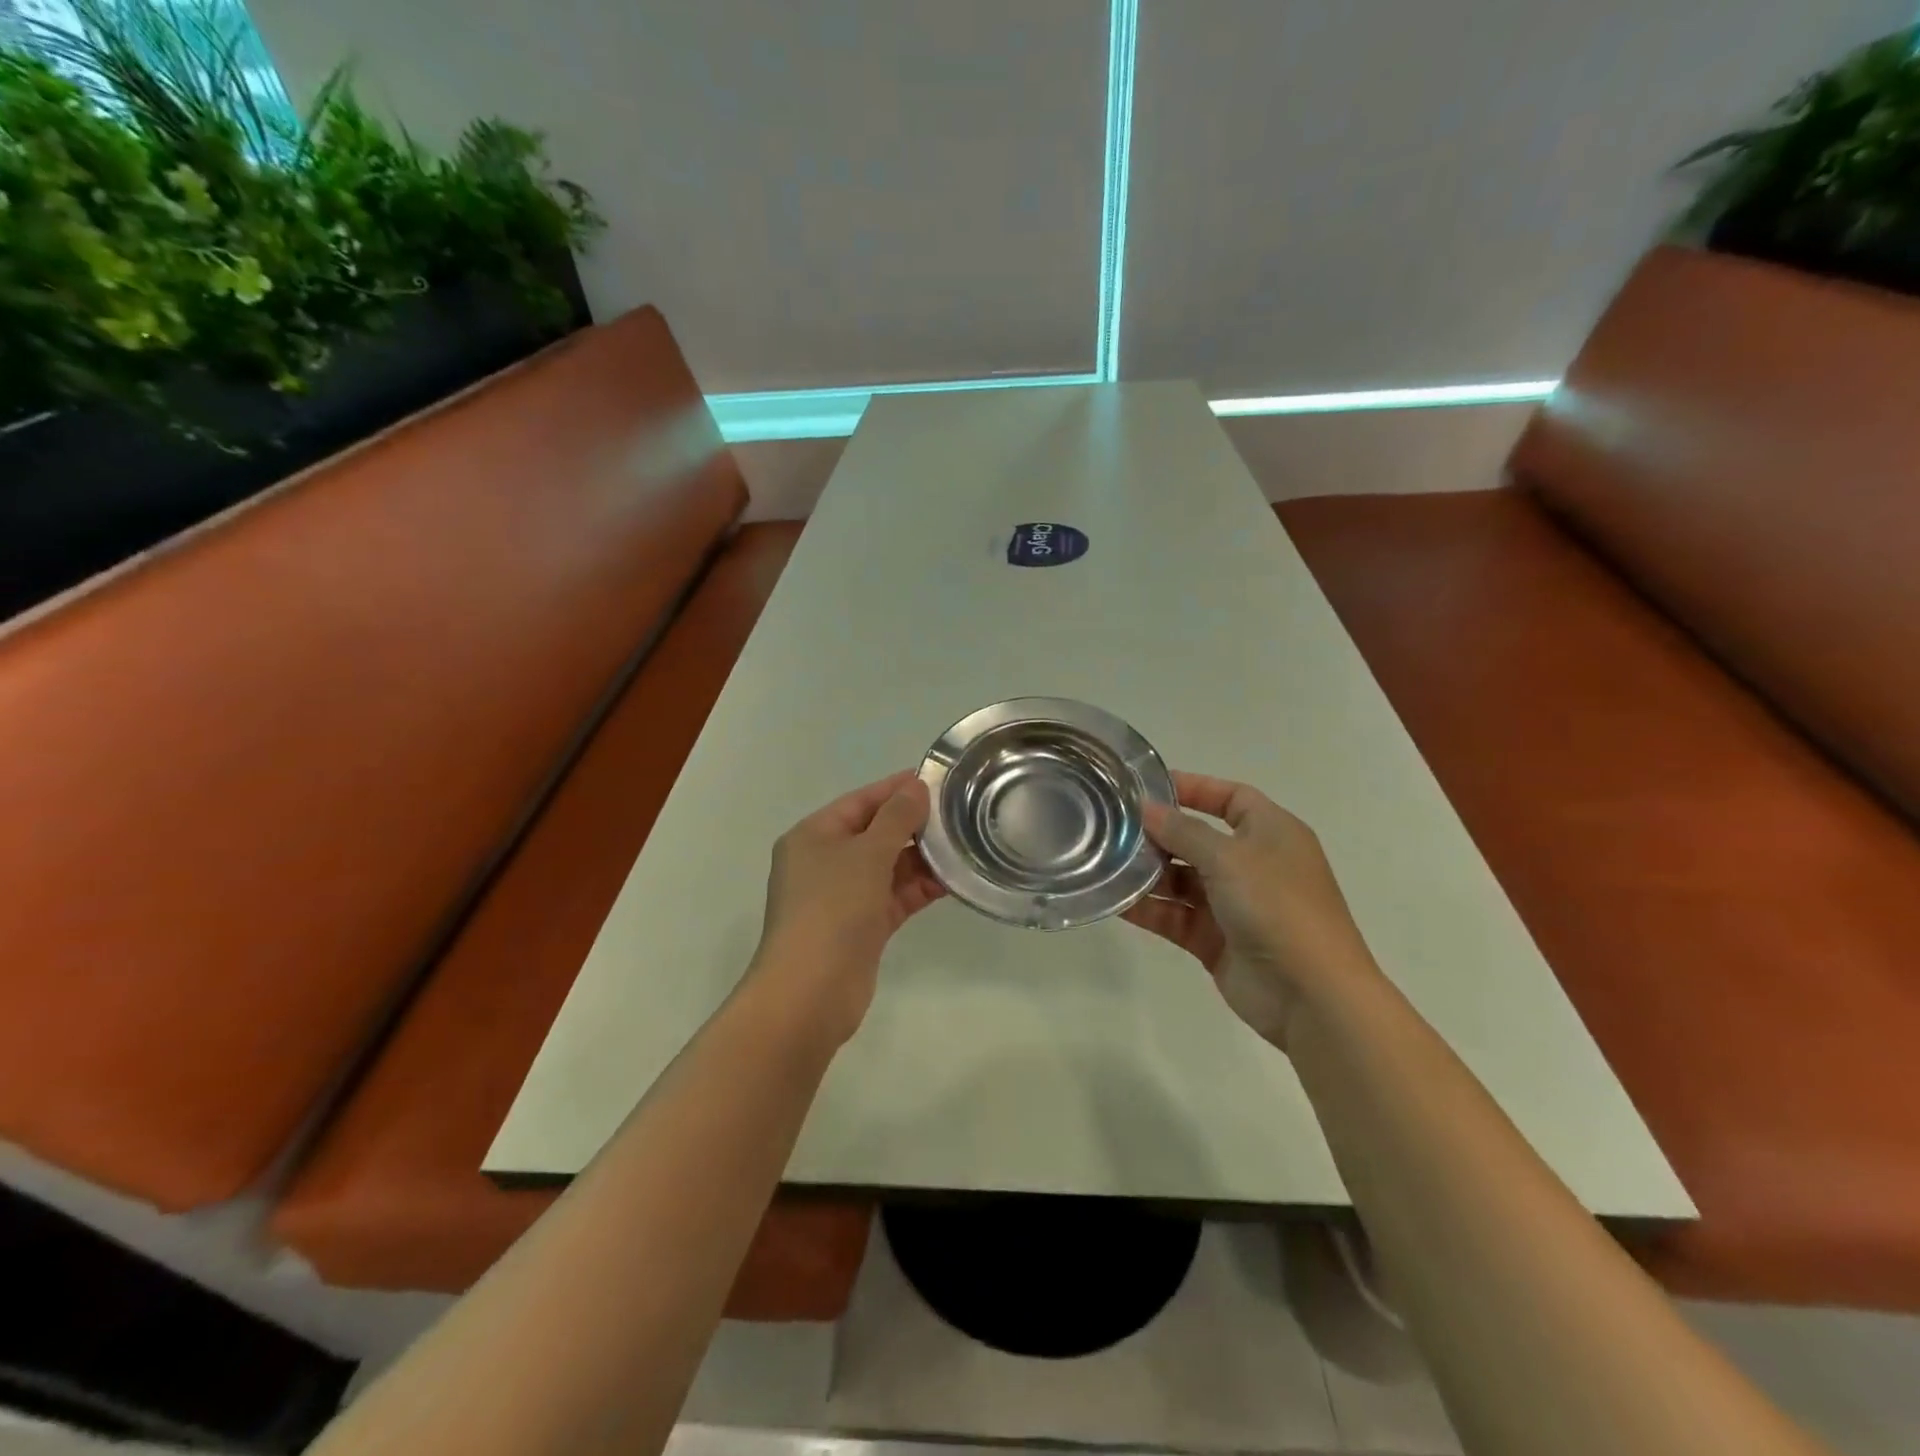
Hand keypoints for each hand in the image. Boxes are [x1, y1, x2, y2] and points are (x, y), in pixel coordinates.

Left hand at [749, 771, 946, 1046]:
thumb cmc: (832, 909)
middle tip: (961, 813)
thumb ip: (896, 818)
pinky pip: (895, 896)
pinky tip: (954, 880)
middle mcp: (825, 861)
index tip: (939, 779)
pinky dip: (920, 888)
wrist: (810, 993)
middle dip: (915, 824)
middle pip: (876, 832)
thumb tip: (916, 787)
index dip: (897, 788)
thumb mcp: (866, 854)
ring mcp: (843, 896)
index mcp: (814, 835)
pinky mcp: (862, 926)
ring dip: (923, 858)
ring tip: (966, 844)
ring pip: (889, 866)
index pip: (861, 801)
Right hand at [1122, 772, 1378, 1047]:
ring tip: (1106, 863)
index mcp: (1271, 833)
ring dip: (1148, 872)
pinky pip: (1176, 916)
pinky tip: (1115, 901)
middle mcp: (1253, 864)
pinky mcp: (1216, 940)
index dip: (1193, 788)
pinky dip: (1149, 908)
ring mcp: (1234, 904)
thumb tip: (1146, 808)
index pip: (1230, 797)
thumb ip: (1183, 831)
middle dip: (1159, 834)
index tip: (1147, 787)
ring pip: (1182, 879)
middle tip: (1113, 827)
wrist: (1312, 996)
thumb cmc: (1278, 908)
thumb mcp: (1229, 858)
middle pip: (1199, 839)